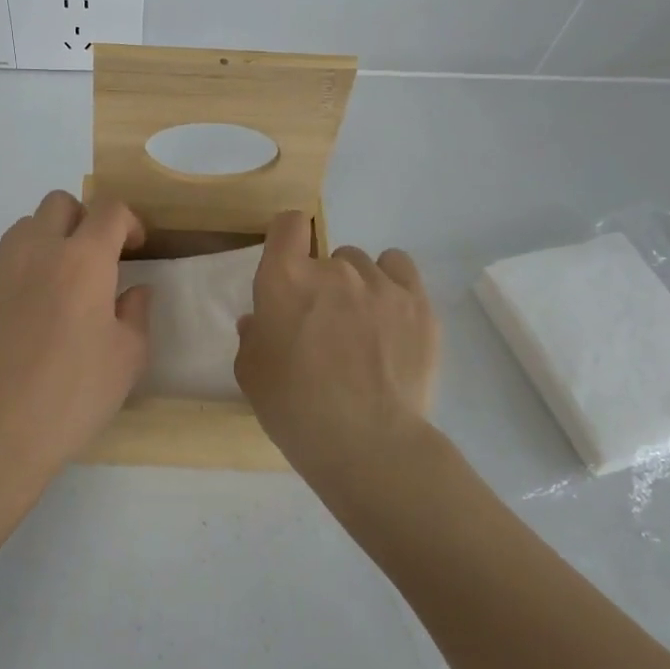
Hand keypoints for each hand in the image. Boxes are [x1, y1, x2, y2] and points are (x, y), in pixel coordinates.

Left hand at [0, 191, 151, 503]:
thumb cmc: (72, 395)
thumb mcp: (127, 358)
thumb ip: (135, 312)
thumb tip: (132, 289)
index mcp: (82, 261)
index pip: (109, 210)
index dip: (127, 221)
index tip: (132, 247)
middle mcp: (35, 251)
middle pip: (59, 203)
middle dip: (82, 220)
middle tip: (91, 260)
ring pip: (23, 229)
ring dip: (46, 243)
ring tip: (54, 288)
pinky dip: (16, 276)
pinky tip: (19, 321)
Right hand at [234, 211, 438, 483]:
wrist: (368, 443)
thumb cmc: (296, 408)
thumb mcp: (252, 374)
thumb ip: (252, 336)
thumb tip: (259, 320)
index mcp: (285, 279)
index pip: (288, 225)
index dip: (287, 238)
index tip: (289, 263)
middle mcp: (333, 268)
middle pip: (327, 255)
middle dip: (321, 284)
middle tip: (324, 326)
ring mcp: (380, 282)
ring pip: (363, 264)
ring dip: (357, 286)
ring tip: (363, 327)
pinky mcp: (417, 302)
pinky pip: (399, 268)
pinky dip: (392, 283)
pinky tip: (391, 314)